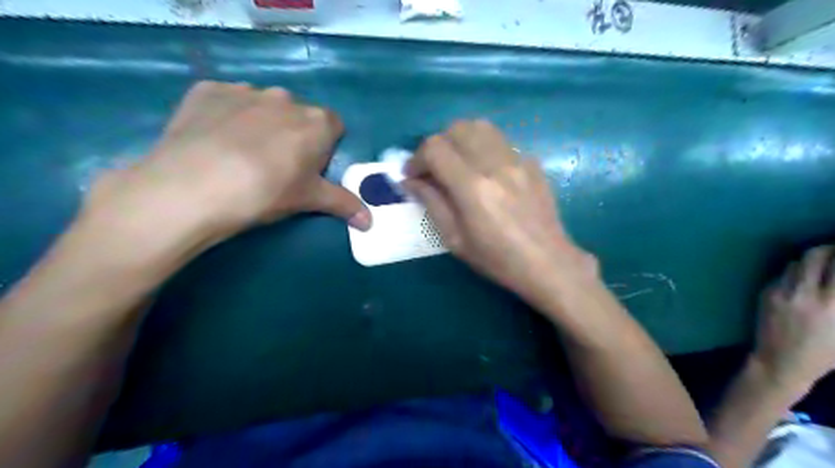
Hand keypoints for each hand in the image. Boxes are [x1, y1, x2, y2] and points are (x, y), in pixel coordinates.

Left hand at [78, 81, 371, 254]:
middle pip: (299, 116)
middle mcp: (286, 98)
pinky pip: (227, 101)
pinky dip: (226, 116)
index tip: (309, 169)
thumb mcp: (309, 200)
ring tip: (239, 156)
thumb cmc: (266, 192)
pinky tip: (213, 141)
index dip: (324, 148)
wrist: (193, 187)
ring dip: (260, 124)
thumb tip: (370, 223)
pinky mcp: (207, 90)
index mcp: (317, 122)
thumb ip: (344, 204)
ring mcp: (244, 90)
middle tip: (275, 167)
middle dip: (293, 135)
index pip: (334, 127)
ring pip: (263, 107)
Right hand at [402, 120, 593, 304]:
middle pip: (457, 128)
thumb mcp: (455, 239)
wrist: (547, 262)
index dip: (416, 158)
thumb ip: (431, 203)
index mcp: (473, 188)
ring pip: (481, 127)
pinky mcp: (532, 162)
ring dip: (461, 139)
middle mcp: (495, 165)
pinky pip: (501, 142)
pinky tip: (485, 172)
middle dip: (437, 144)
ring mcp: (517, 160)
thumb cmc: (497, 259)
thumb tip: (409, 181)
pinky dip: (483, 148)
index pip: (435, 149)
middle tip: (434, 168)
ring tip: (457, 163)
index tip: (413, 175)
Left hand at [754, 247, 834, 397]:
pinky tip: (801, 283)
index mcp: (832, 303)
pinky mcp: (765, 293)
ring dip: (811, 261)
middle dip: (829, 250)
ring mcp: (781, 291)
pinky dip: (794, 274)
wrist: (780, 361)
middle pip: (815, 255)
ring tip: (821, 267)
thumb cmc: (825, 353)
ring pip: (796, 262)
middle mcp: (804, 292)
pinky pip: (782, 275)